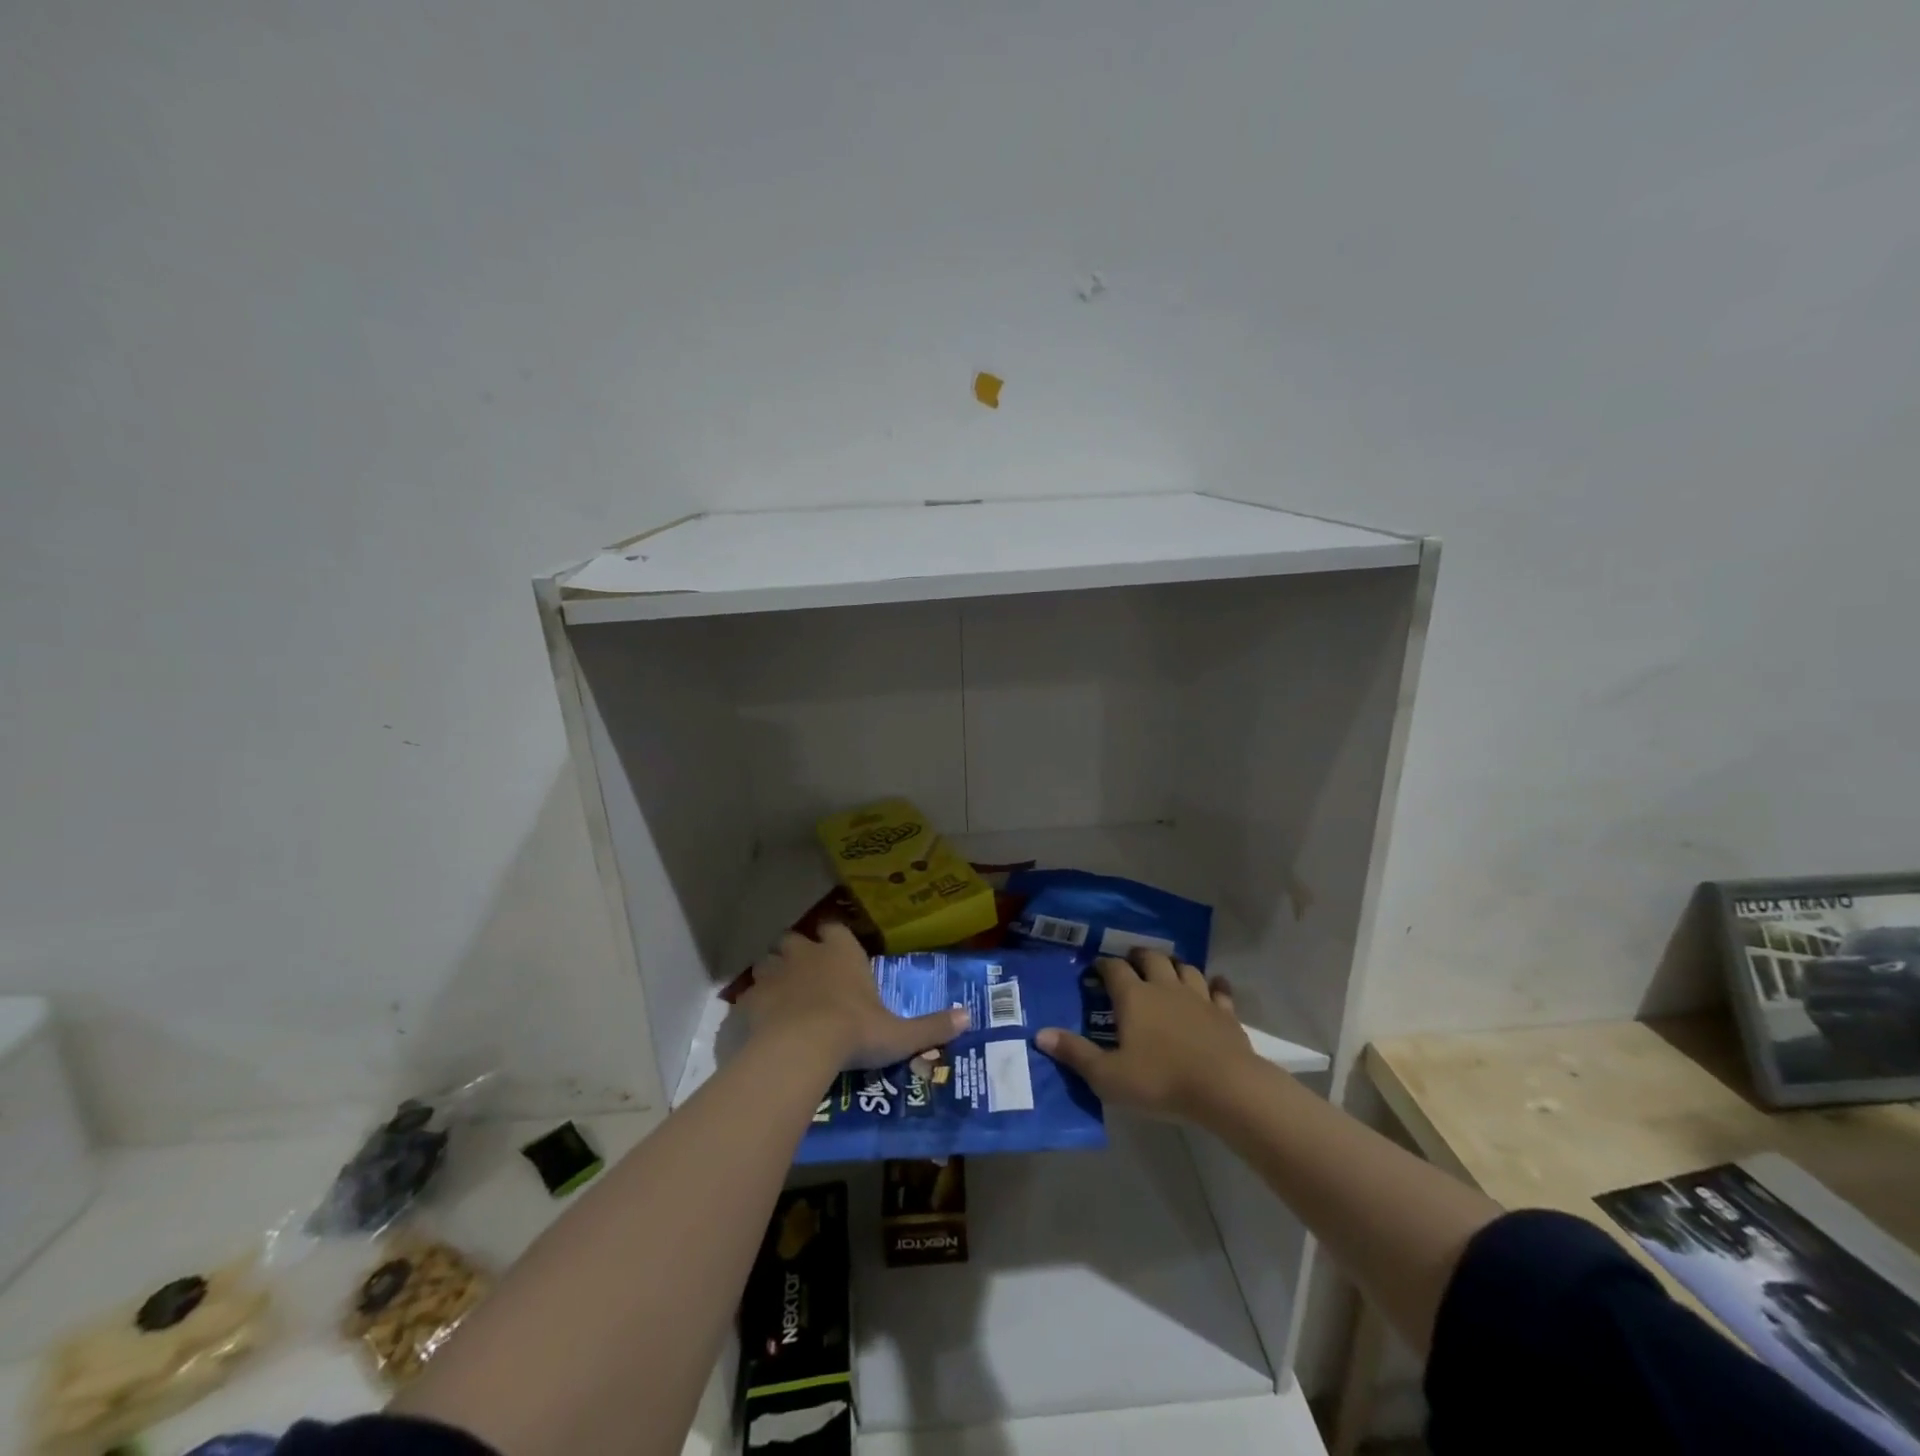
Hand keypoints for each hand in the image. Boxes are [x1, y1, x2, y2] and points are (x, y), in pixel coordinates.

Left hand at [738, 923, 968, 1070]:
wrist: (802, 1048)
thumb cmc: (855, 1031)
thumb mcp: (900, 1034)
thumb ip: (932, 1025)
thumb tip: (969, 1017)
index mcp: (842, 952)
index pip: (835, 929)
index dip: (834, 939)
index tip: (836, 952)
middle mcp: (807, 953)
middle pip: (796, 940)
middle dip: (798, 953)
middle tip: (806, 977)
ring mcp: (775, 973)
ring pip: (768, 962)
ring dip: (773, 974)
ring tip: (781, 997)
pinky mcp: (750, 998)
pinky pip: (748, 995)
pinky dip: (753, 1005)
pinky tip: (759, 1023)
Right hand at [1036, 950, 1258, 1122]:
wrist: (1225, 1088)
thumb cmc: (1160, 1080)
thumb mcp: (1108, 1076)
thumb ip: (1075, 1054)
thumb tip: (1040, 1034)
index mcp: (1134, 997)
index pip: (1114, 969)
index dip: (1103, 965)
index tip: (1096, 967)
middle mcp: (1164, 987)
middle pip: (1152, 958)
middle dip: (1139, 956)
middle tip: (1132, 960)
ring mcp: (1198, 998)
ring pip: (1185, 968)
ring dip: (1175, 965)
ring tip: (1168, 968)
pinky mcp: (1225, 1013)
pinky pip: (1220, 991)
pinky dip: (1216, 985)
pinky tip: (1216, 984)